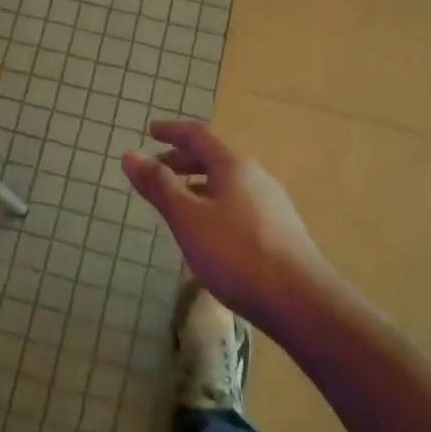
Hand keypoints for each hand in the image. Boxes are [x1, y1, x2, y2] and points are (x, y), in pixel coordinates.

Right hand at [122, 121, 340, 338]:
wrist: (300, 300)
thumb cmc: (236, 253)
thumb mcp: (187, 218)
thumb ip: (158, 186)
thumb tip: (130, 154)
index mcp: (233, 167)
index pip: (197, 136)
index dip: (171, 131)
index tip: (150, 130)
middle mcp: (256, 177)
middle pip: (213, 159)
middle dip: (181, 162)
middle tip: (156, 173)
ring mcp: (272, 204)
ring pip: (226, 185)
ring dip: (197, 186)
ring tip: (177, 206)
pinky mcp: (280, 231)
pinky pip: (238, 205)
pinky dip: (214, 206)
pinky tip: (208, 234)